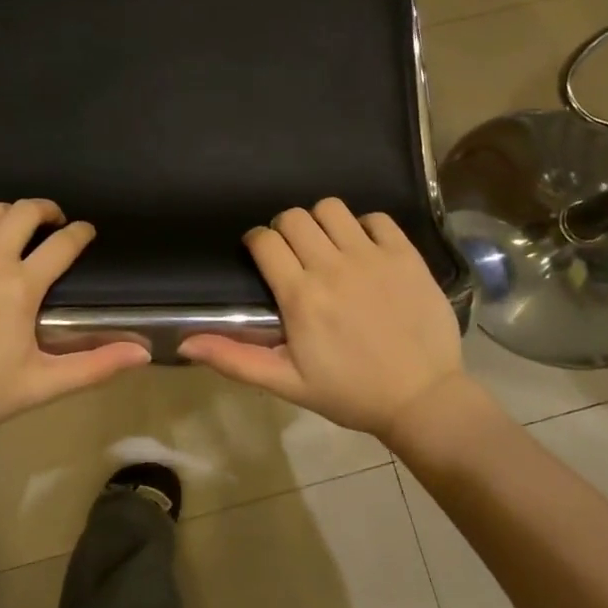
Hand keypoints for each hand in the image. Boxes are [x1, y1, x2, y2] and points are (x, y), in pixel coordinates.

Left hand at [0, 201, 149, 438]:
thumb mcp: (42, 384)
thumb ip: (95, 366)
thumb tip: (142, 353)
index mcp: (21, 286)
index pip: (63, 243)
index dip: (80, 233)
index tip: (85, 232)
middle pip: (24, 211)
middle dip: (45, 210)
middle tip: (51, 223)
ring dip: (7, 215)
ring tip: (11, 230)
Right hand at [179, 199, 473, 440]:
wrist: (422, 399)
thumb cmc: (350, 393)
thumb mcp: (287, 383)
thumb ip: (235, 359)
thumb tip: (184, 342)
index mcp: (301, 296)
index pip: (265, 241)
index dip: (257, 242)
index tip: (262, 255)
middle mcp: (333, 267)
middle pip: (294, 217)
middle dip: (285, 229)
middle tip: (294, 253)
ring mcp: (372, 257)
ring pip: (332, 208)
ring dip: (322, 222)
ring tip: (328, 246)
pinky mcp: (405, 255)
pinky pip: (377, 218)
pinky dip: (365, 227)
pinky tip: (365, 250)